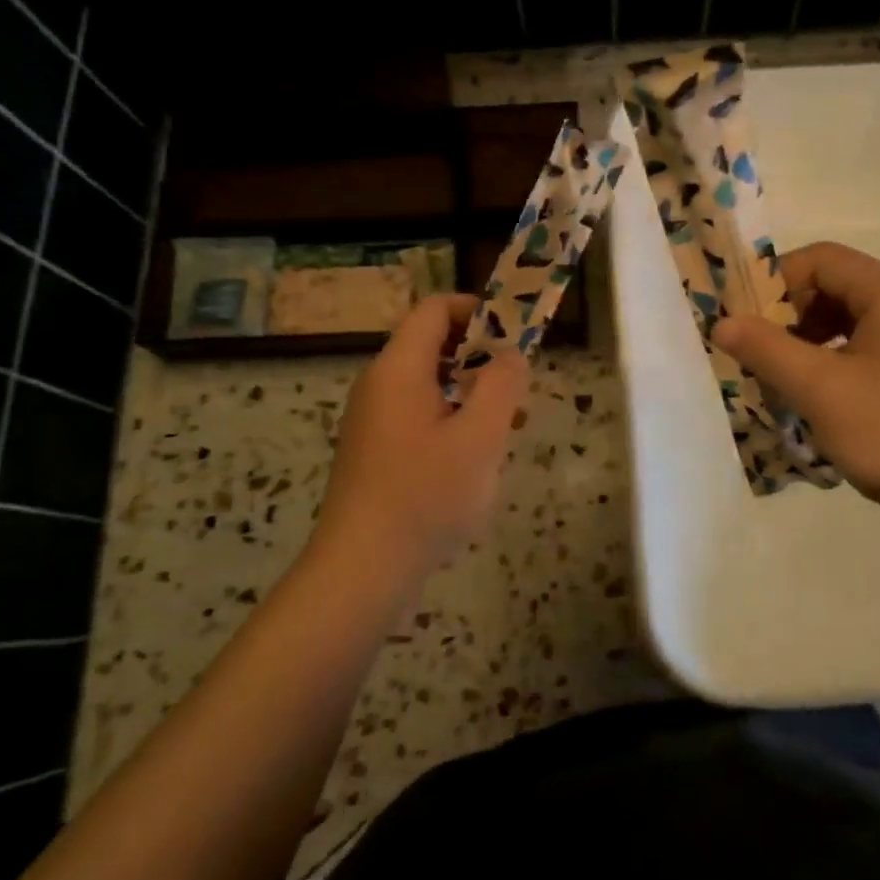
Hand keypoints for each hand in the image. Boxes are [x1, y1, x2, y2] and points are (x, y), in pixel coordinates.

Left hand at [317, 294, 527, 575]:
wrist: (362, 570)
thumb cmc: (425, 496)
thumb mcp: (480, 437)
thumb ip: (502, 386)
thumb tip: (511, 355)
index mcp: (399, 369)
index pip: (435, 310)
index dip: (478, 311)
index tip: (516, 336)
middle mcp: (380, 386)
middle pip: (434, 346)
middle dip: (482, 359)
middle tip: (517, 391)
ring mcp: (374, 420)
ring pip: (431, 386)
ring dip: (472, 395)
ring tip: (508, 430)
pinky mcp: (376, 452)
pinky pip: (420, 418)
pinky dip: (453, 423)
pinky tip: (476, 462)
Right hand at [711, 241, 879, 516]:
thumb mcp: (821, 389)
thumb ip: (766, 349)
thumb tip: (721, 322)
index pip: (821, 259)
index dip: (776, 282)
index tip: (746, 322)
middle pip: (835, 284)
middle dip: (790, 313)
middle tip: (759, 352)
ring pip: (849, 317)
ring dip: (808, 338)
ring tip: (782, 375)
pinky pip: (867, 343)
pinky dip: (833, 357)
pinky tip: (817, 392)